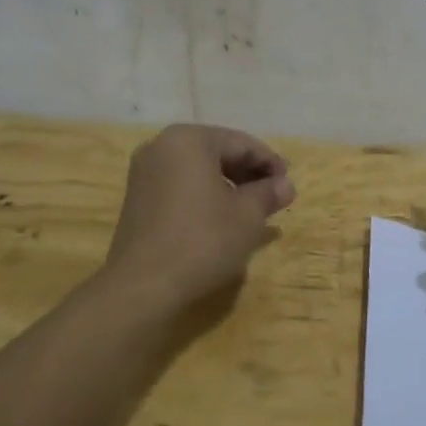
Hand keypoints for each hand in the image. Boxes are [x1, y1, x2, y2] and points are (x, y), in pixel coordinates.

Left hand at [105, 124, 295, 311]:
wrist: (143, 286)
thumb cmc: (202, 240)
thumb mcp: (247, 215)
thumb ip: (268, 193)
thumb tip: (286, 185)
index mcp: (189, 140)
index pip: (241, 143)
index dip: (269, 162)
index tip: (288, 184)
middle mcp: (162, 146)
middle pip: (217, 152)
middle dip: (247, 173)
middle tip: (272, 196)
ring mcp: (144, 172)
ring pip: (198, 170)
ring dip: (227, 185)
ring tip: (250, 210)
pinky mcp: (137, 198)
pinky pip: (180, 185)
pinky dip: (204, 194)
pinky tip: (220, 218)